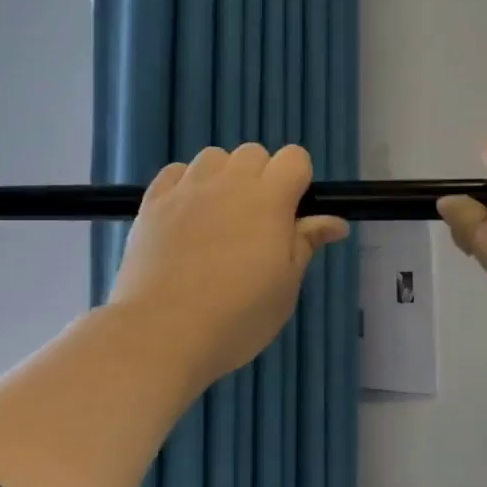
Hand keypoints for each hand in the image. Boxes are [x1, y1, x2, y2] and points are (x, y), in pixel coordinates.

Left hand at [110, 143, 348, 388]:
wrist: (162, 333)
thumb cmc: (238, 316)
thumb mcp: (285, 287)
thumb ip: (306, 244)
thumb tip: (335, 222)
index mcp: (269, 199)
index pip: (294, 158)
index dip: (298, 181)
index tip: (292, 216)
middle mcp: (228, 182)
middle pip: (254, 153)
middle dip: (262, 177)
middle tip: (258, 224)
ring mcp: (186, 189)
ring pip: (213, 157)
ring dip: (224, 177)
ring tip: (220, 218)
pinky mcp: (152, 203)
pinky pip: (175, 173)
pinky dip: (187, 185)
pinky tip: (187, 217)